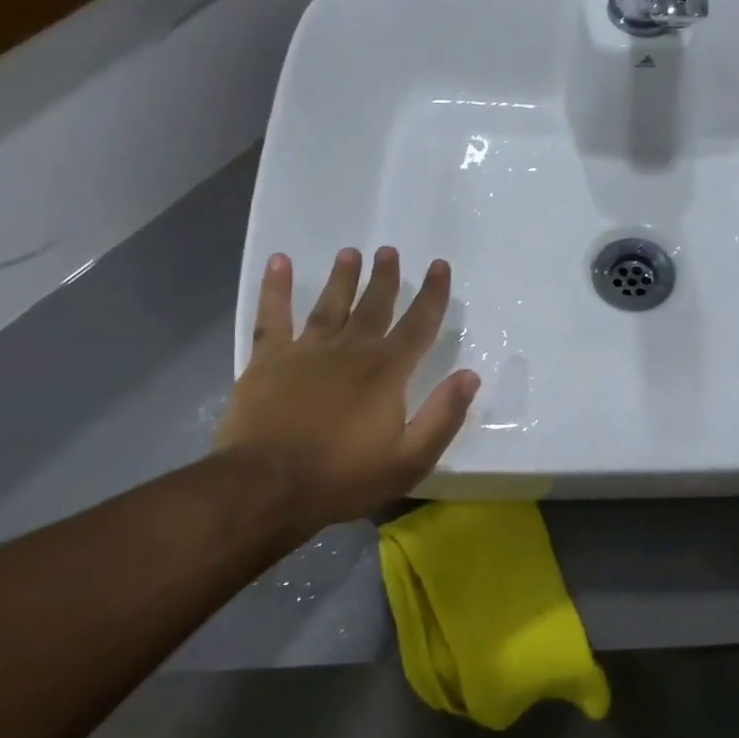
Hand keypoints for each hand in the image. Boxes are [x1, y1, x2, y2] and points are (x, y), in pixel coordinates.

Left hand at [215, 248, 481, 534]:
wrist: (268, 486)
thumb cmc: (344, 476)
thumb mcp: (411, 458)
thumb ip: (443, 415)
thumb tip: (470, 375)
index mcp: (387, 371)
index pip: (418, 324)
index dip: (433, 294)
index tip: (439, 266)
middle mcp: (351, 349)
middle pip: (374, 306)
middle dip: (385, 278)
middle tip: (389, 251)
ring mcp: (307, 350)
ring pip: (330, 304)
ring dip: (343, 277)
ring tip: (351, 253)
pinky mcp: (268, 360)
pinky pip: (273, 315)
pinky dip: (276, 287)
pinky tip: (278, 262)